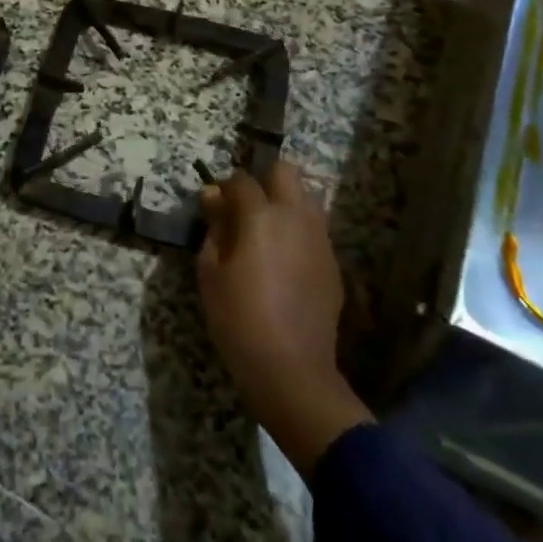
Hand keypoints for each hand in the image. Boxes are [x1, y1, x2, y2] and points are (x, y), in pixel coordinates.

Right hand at [198, 162, 371, 474]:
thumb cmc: (238, 318)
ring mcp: (319, 239)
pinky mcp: (332, 263)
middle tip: (244, 211)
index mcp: (261, 215)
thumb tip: (213, 197)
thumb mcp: (210, 271)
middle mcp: (296, 216)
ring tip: (265, 234)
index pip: (241, 179)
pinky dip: (298, 232)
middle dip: (263, 181)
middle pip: (285, 171)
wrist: (291, 369)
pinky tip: (283, 262)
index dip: (223, 188)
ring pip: (306, 197)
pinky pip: (315, 230)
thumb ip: (214, 227)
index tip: (212, 206)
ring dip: (285, 203)